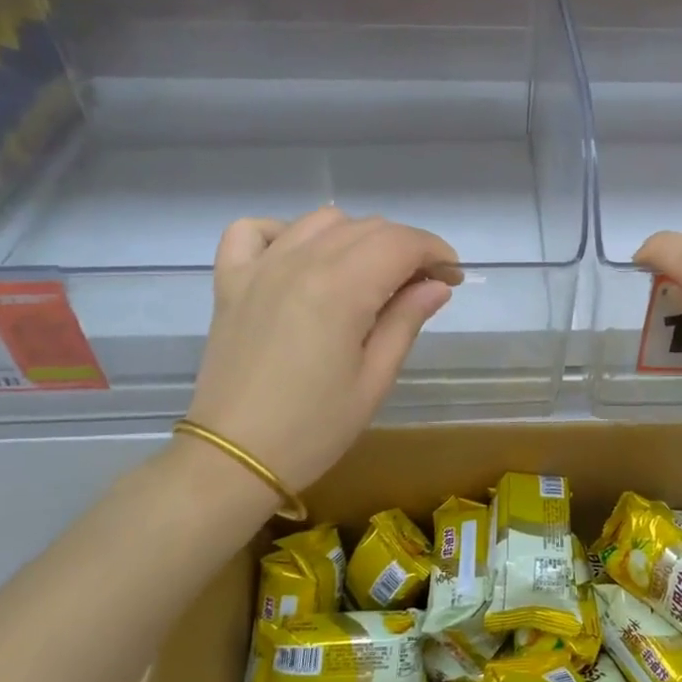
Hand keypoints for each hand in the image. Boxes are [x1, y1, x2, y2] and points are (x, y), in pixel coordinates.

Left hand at [185, 207, 461, 495]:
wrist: (233, 459)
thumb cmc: (314, 428)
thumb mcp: (375, 379)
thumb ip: (406, 320)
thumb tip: (437, 285)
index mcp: (342, 288)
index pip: (402, 243)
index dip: (436, 252)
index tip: (452, 277)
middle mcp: (301, 262)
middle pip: (368, 227)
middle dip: (405, 247)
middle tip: (421, 285)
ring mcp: (260, 267)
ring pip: (321, 221)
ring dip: (356, 236)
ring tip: (368, 273)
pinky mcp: (230, 281)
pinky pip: (254, 230)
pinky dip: (283, 232)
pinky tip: (300, 258)